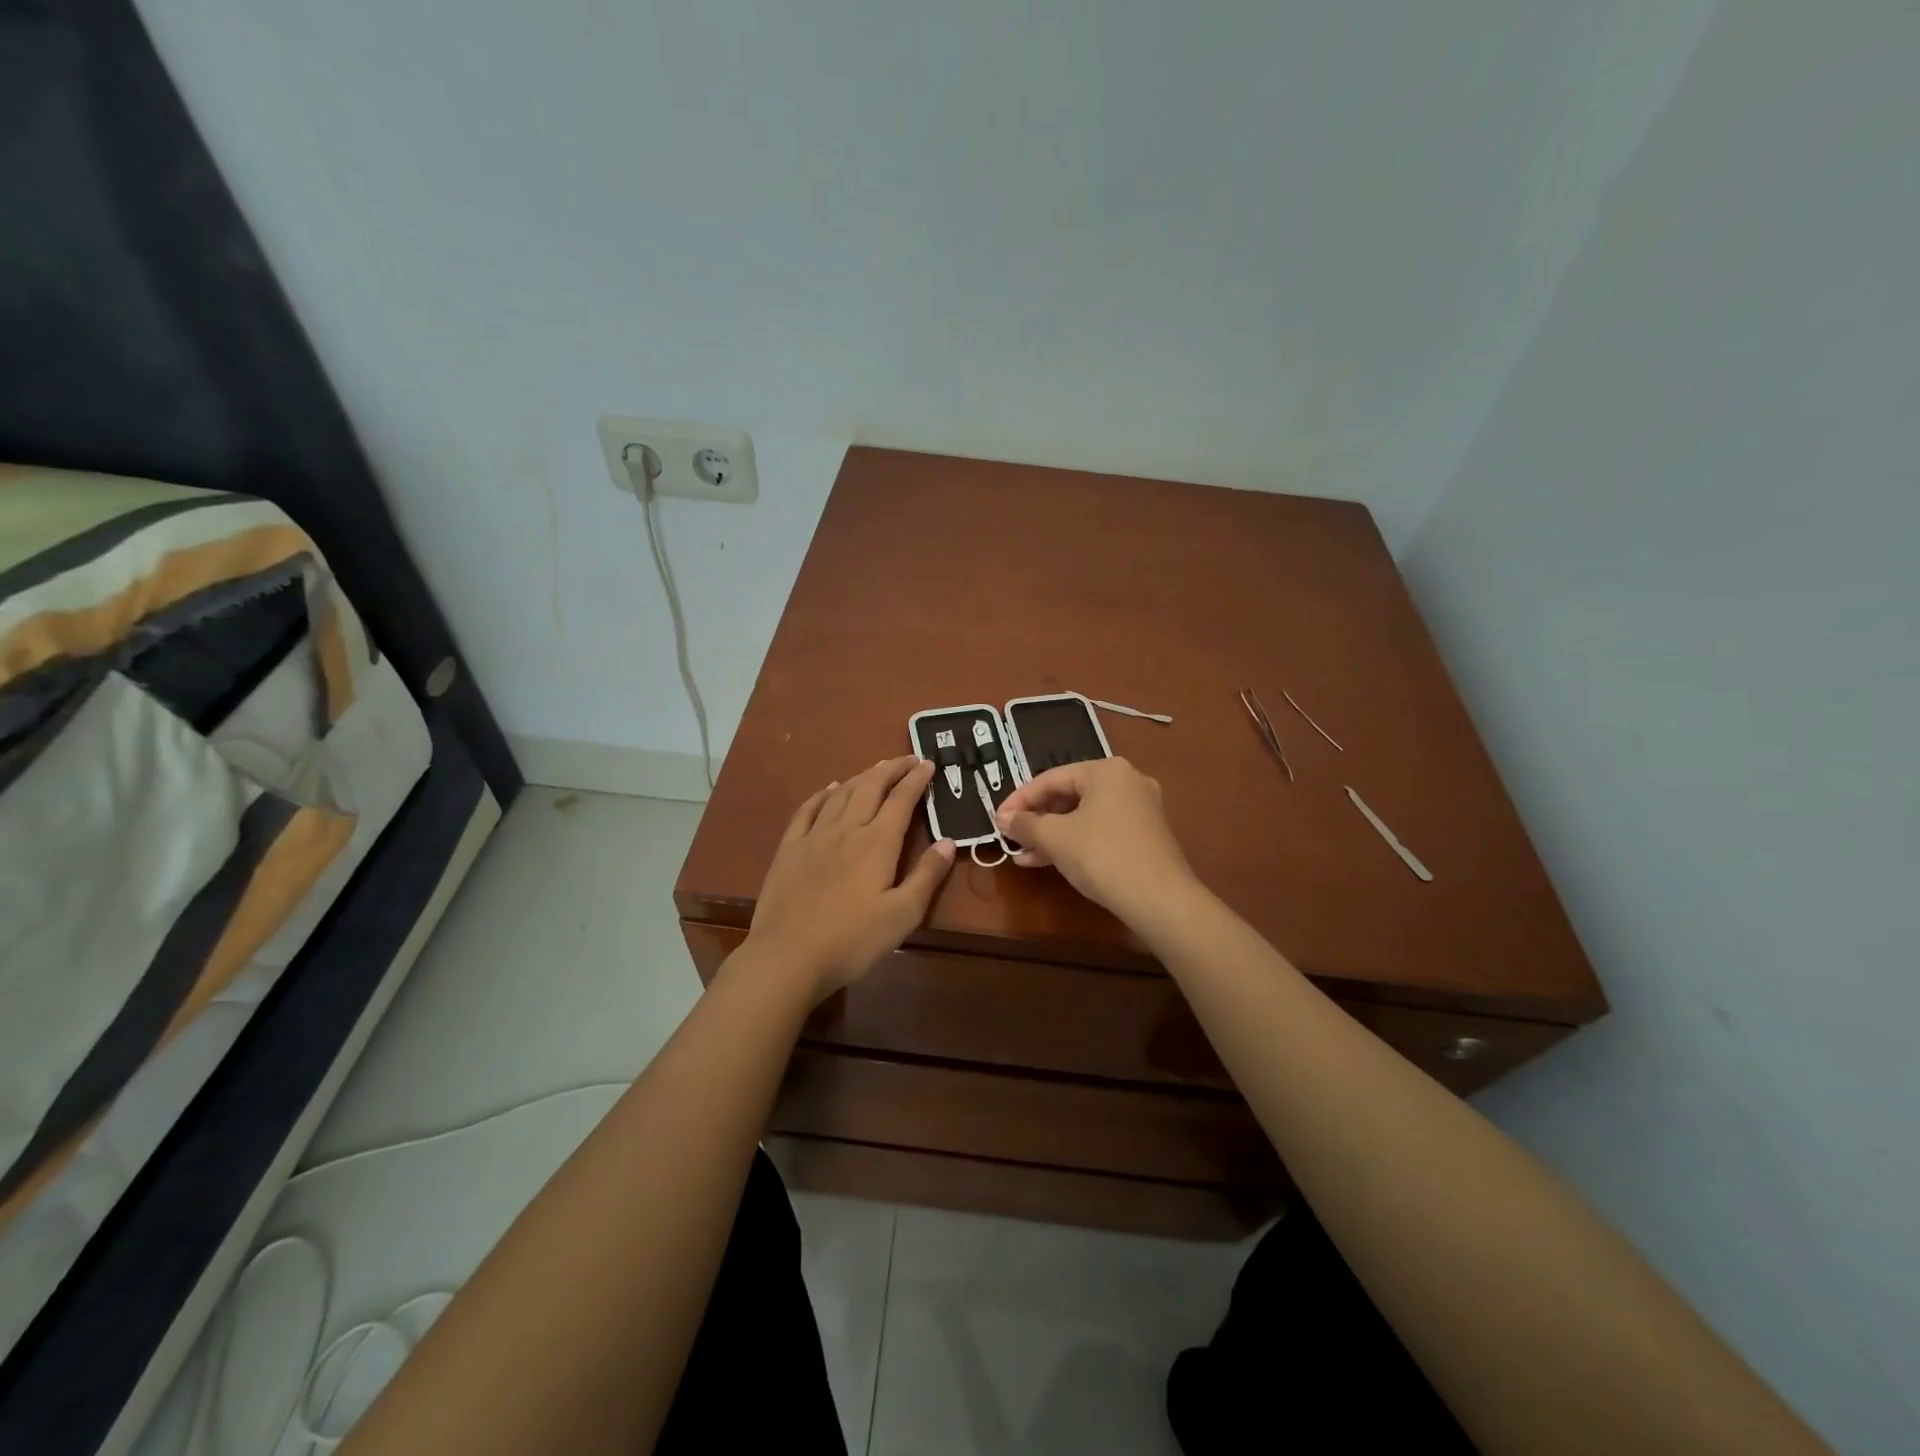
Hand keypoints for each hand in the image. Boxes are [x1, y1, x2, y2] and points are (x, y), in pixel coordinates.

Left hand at [747, 756, 955, 1000]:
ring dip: (862, 776)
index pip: (901, 800)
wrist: (787, 956)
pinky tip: (830, 789)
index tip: (928, 763)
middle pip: (871, 787)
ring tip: (877, 769)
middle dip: (892, 768)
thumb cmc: (852, 940)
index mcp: (877, 843)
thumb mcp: (902, 915)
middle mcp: (847, 829)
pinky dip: (823, 794)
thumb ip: (927, 876)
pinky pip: (807, 810)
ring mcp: (814, 836)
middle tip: (908, 758)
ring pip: (842, 793)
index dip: (916, 779)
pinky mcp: (790, 849)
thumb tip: (949, 841)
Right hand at [995, 757, 1196, 918]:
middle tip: (1012, 837)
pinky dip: (1076, 842)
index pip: (1051, 778)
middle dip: (1037, 819)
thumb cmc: (1102, 856)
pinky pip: (1101, 830)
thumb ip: (1025, 824)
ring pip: (1084, 815)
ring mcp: (1141, 809)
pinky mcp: (1146, 835)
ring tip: (1025, 856)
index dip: (1019, 799)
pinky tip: (1052, 862)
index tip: (998, 820)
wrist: (1160, 899)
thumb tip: (1002, 818)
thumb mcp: (1055, 838)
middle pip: (1069, 795)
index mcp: (1106, 770)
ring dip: (1053, 834)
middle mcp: (1127, 781)